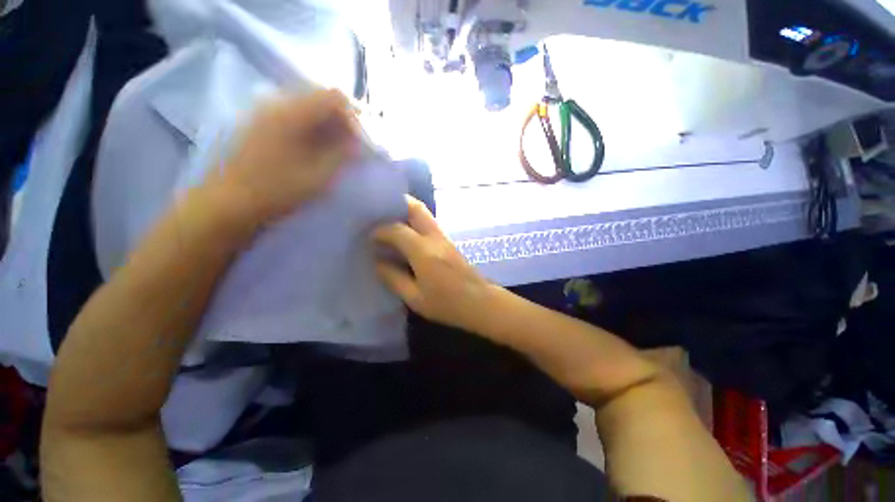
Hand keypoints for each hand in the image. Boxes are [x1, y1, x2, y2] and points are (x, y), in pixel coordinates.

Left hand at [206, 89, 358, 223]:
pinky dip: (312, 128)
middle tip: (354, 145)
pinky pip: (294, 116)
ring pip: (307, 107)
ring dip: (328, 125)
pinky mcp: (260, 124)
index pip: (334, 97)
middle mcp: (277, 104)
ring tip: (338, 149)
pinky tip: (316, 148)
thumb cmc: (276, 191)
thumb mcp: (317, 176)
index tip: (362, 141)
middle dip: (342, 120)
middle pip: (320, 98)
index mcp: (292, 113)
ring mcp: (265, 113)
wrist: (227, 204)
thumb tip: (358, 144)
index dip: (354, 117)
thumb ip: (341, 155)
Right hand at [372, 197, 497, 332]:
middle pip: (417, 208)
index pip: (397, 229)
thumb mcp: (415, 298)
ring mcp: (445, 238)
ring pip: (425, 214)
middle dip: (397, 204)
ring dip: (407, 212)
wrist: (480, 303)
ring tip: (390, 221)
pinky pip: (430, 224)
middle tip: (380, 212)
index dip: (380, 230)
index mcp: (423, 252)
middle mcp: (435, 238)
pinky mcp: (450, 243)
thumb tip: (378, 262)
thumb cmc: (447, 304)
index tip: (368, 236)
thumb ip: (394, 278)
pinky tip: (407, 236)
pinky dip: (415, 222)